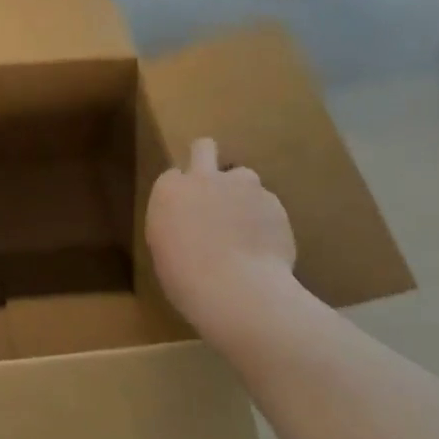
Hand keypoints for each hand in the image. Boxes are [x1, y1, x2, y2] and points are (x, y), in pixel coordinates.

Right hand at [146, 137, 296, 334]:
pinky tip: (266, 247)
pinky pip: (268, 205)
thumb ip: (176, 225)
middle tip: (214, 187)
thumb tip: (189, 226)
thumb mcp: (164, 250)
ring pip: (243, 177)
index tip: (187, 212)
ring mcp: (242, 186)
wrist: (237, 290)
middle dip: (207, 158)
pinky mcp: (274, 202)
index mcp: (169, 190)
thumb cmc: (185, 278)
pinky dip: (266, 220)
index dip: (182, 192)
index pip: (173, 177)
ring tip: (247, 227)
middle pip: (203, 147)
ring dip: (243, 194)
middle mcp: (203, 178)